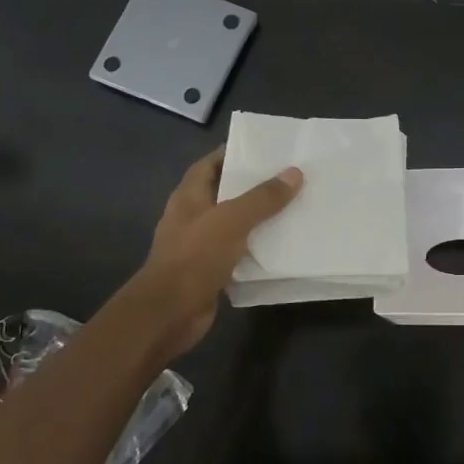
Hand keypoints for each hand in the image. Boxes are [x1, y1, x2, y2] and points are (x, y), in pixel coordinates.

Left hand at [139, 149, 301, 360]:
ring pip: (233, 225)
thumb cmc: (195, 257)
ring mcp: (199, 246)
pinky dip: (256, 249)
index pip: (210, 164)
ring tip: (293, 208)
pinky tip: (282, 246)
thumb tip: (294, 172)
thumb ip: (263, 197)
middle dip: (253, 186)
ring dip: (258, 219)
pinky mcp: (209, 272)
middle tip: (289, 178)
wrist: (169, 313)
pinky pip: (237, 253)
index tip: (265, 150)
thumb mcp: (232, 220)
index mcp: (189, 197)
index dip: (233, 154)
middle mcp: (192, 217)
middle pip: (224, 193)